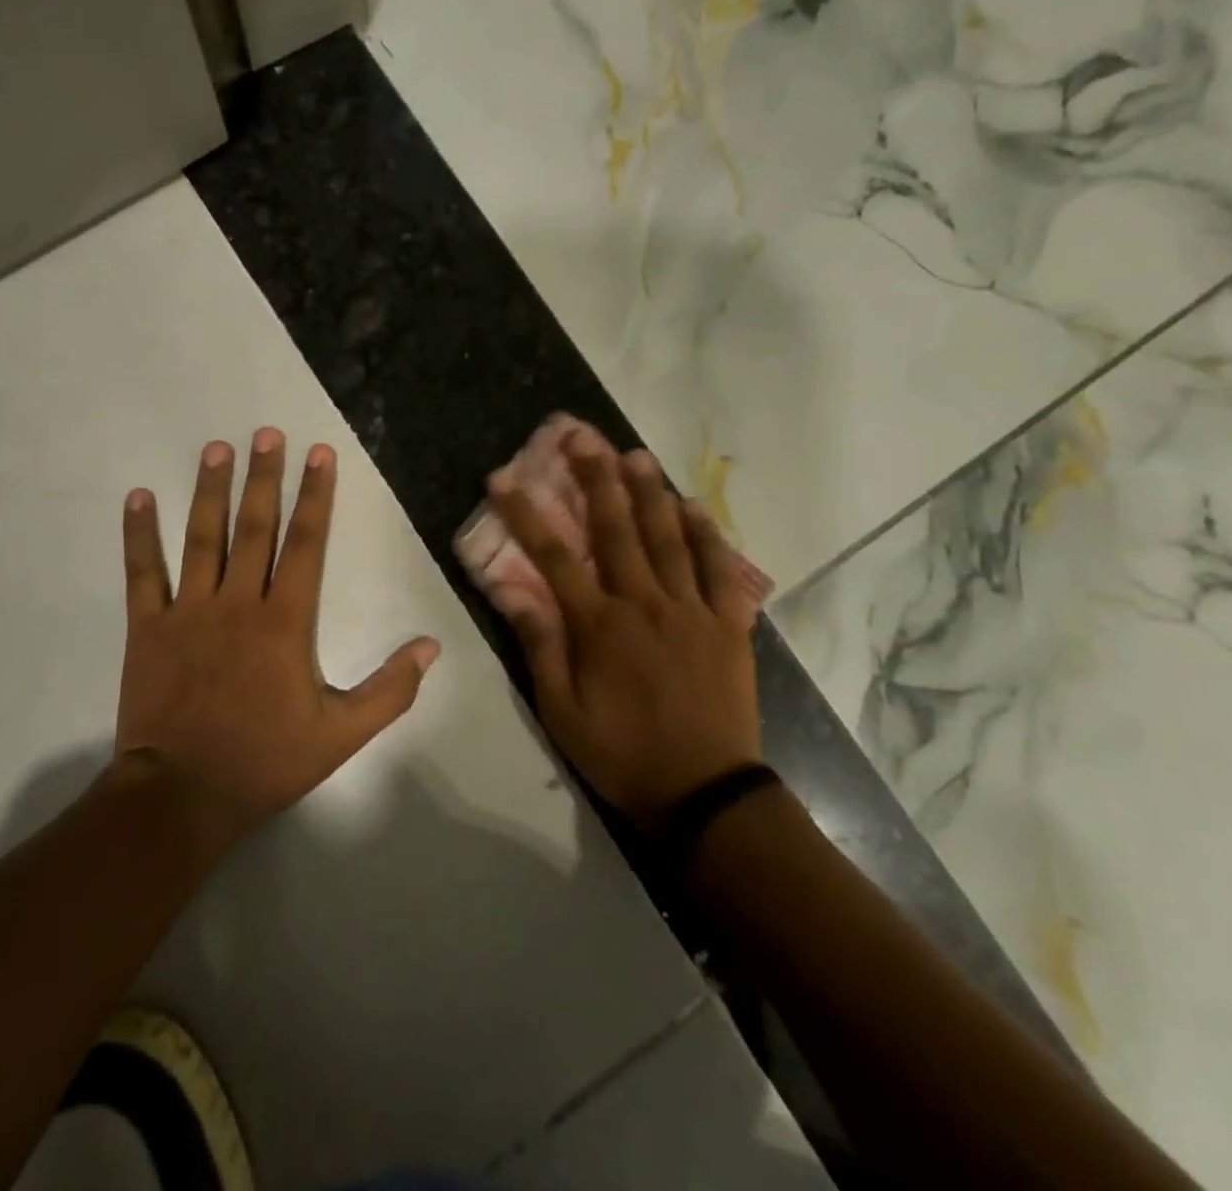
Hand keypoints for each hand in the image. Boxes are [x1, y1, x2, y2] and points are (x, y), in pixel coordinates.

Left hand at [113, 429, 441, 839]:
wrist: (183, 794)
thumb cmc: (265, 760)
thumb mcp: (341, 734)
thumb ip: (389, 689)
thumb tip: (431, 647)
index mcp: (285, 621)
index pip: (305, 543)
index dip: (315, 495)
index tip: (319, 454)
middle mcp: (238, 602)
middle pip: (255, 527)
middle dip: (264, 476)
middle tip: (267, 432)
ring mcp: (189, 611)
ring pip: (202, 537)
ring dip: (211, 489)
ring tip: (216, 447)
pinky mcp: (149, 628)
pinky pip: (143, 572)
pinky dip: (139, 534)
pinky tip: (138, 497)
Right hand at [488, 436, 761, 830]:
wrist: (704, 794)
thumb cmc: (622, 754)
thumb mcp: (561, 711)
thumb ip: (539, 645)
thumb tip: (511, 590)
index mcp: (599, 626)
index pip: (554, 556)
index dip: (525, 514)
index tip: (503, 478)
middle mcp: (644, 604)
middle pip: (616, 530)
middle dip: (594, 478)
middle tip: (581, 437)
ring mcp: (691, 610)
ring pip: (668, 538)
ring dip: (649, 492)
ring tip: (634, 454)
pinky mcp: (728, 625)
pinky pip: (720, 570)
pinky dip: (707, 536)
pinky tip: (694, 507)